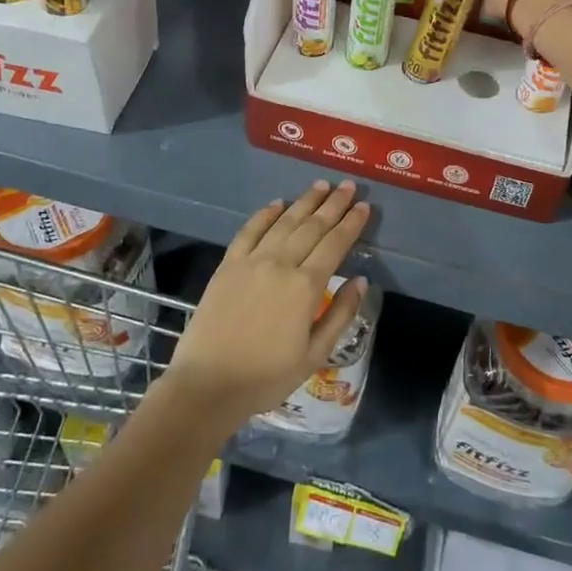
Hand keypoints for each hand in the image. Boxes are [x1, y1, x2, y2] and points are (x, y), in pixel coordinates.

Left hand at [164, 181, 369, 420]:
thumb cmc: (266, 377)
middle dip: (333, 204)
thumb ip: (340, 314)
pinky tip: (277, 203)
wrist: (207, 385)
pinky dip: (265, 214)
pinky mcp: (228, 265)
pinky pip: (249, 231)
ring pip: (284, 223)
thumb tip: (361, 281)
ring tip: (320, 186)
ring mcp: (251, 261)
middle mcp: (281, 264)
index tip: (364, 205)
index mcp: (305, 287)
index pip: (335, 245)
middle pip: (312, 227)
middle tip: (347, 186)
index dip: (351, 224)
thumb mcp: (314, 355)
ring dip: (304, 202)